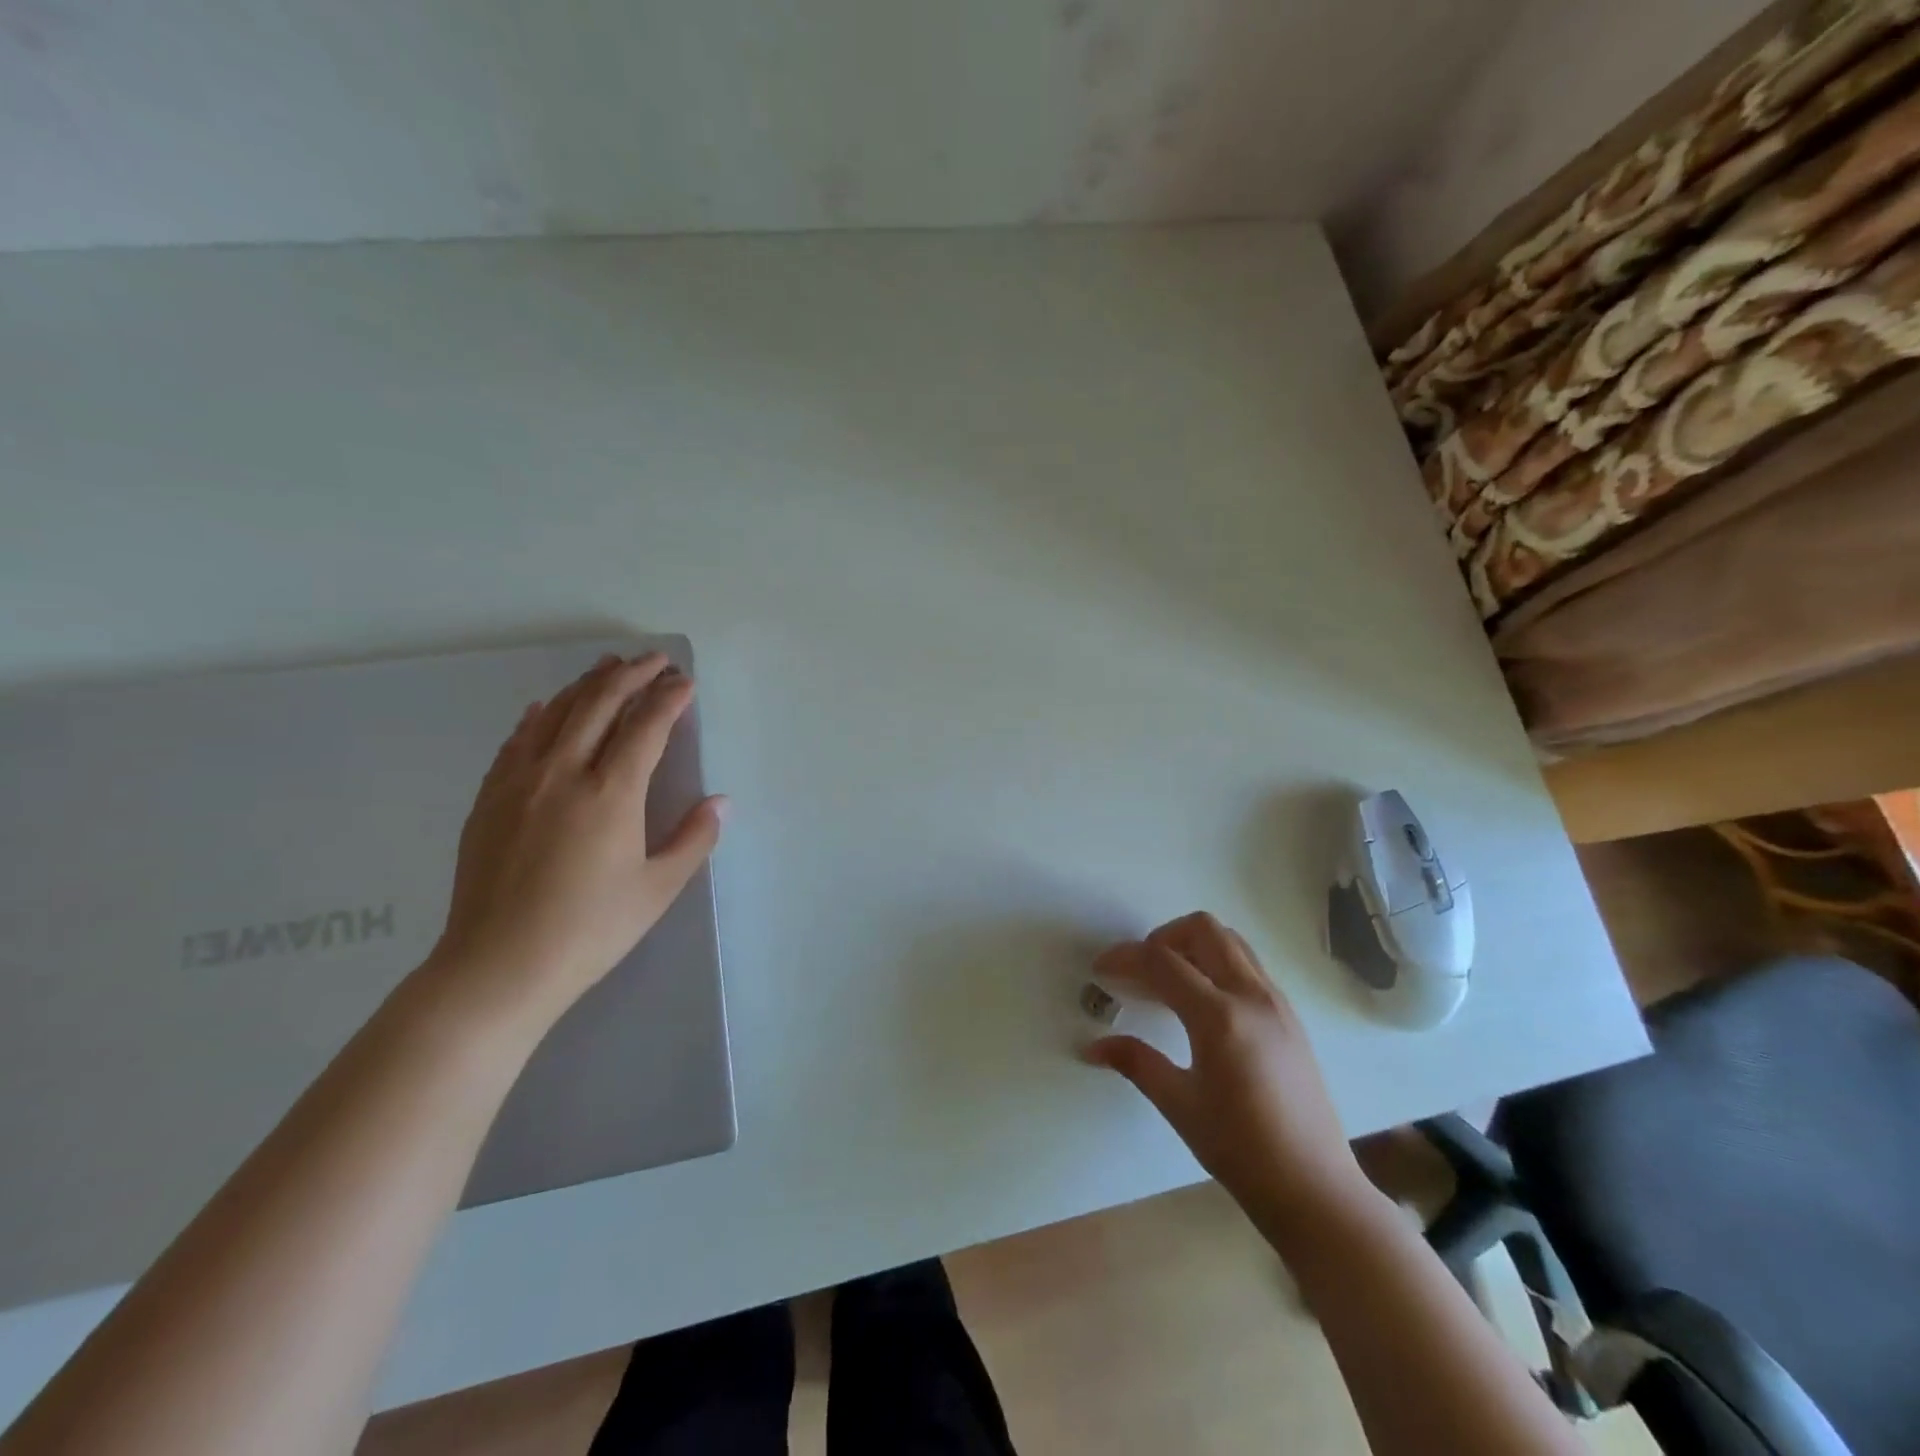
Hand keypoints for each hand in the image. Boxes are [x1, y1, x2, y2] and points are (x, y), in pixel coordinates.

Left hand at [424, 652, 726, 1028]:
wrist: (498, 965)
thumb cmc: (590, 929)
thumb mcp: (658, 888)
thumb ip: (693, 838)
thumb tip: (720, 802)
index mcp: (611, 794)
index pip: (646, 727)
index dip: (669, 699)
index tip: (685, 682)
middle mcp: (563, 773)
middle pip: (599, 705)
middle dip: (630, 675)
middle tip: (654, 659)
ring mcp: (519, 782)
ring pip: (555, 713)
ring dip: (586, 684)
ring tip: (608, 667)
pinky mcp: (489, 799)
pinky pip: (517, 740)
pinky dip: (539, 716)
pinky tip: (545, 707)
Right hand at [1085, 912, 1368, 1240]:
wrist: (1315, 1190)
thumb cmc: (1241, 1151)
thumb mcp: (1179, 1105)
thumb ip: (1135, 1062)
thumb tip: (1092, 1046)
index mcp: (1220, 1017)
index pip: (1162, 961)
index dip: (1125, 957)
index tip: (1101, 970)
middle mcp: (1252, 996)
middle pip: (1202, 929)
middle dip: (1163, 937)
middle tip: (1140, 970)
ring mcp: (1276, 1002)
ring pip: (1230, 941)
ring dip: (1193, 946)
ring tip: (1169, 982)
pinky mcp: (1290, 1016)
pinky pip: (1248, 965)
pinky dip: (1217, 964)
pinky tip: (1201, 1004)